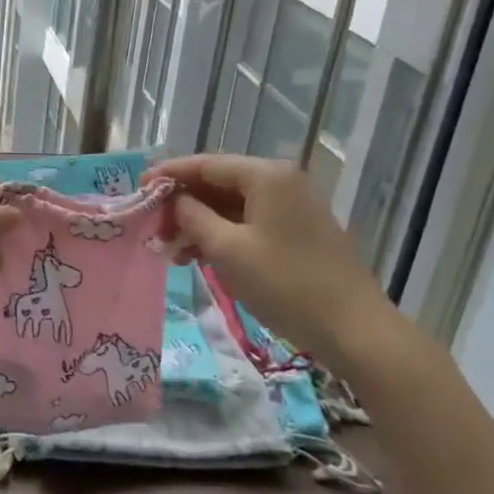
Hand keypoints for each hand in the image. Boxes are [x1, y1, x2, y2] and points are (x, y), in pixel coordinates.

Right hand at [146, 154, 392, 372]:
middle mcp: (281, 181)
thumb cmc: (285, 284)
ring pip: (232, 205)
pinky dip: (222, 235)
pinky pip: (249, 222)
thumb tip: (175, 201)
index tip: (139, 186)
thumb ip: (193, 217)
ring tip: (171, 250)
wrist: (354, 329)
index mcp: (266, 175)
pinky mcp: (297, 231)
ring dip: (200, 223)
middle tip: (153, 227)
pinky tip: (199, 256)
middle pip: (219, 182)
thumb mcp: (228, 249)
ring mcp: (292, 206)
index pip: (206, 164)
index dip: (169, 174)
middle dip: (183, 203)